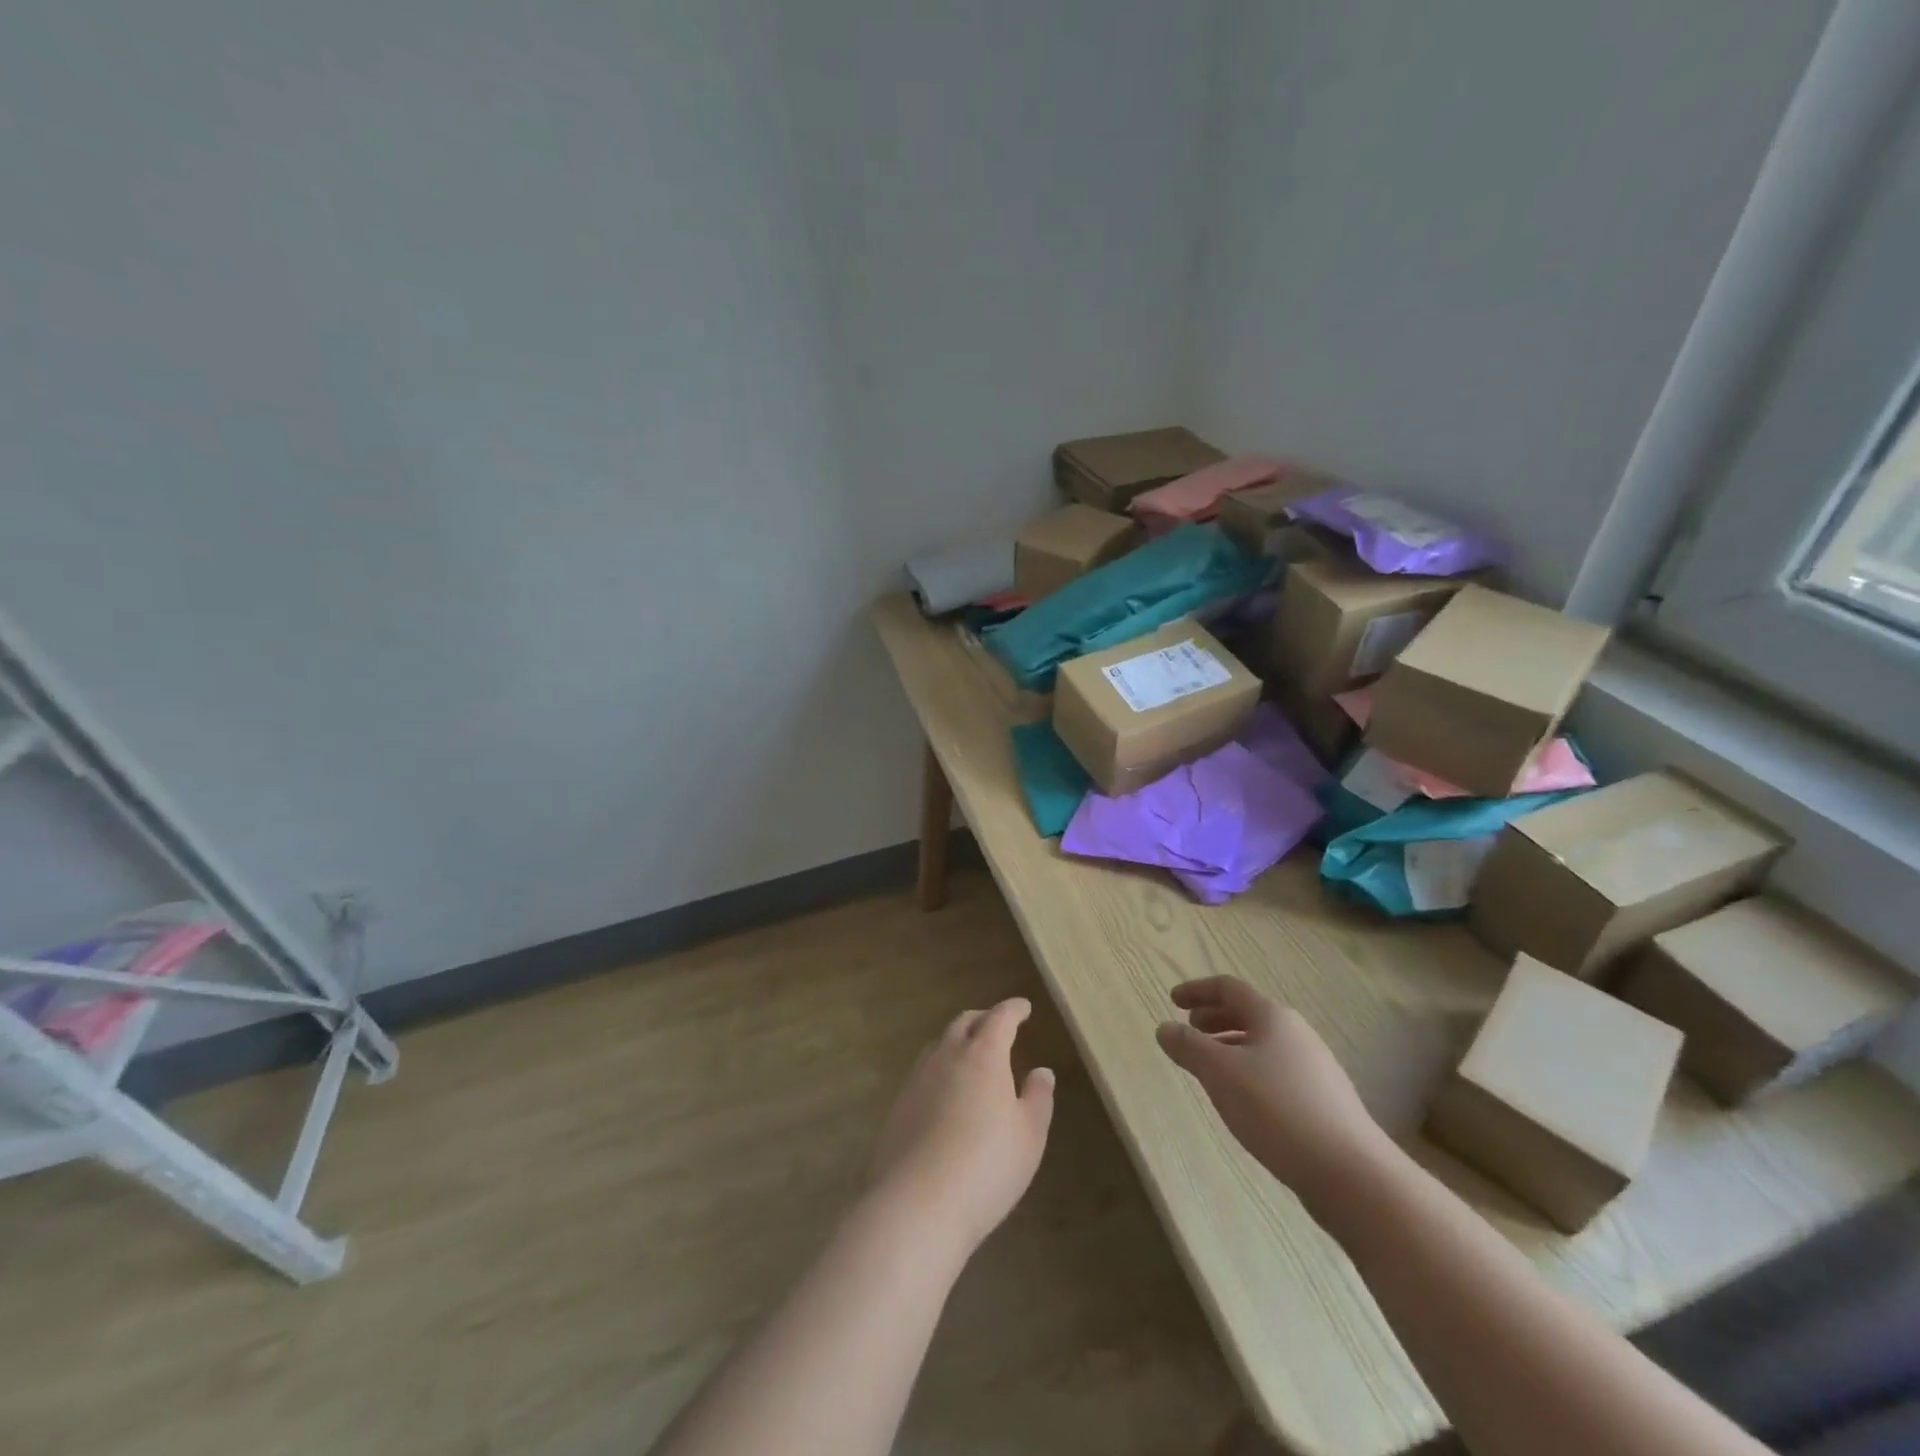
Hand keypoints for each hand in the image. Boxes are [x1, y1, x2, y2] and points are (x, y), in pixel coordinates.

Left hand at [866, 998, 1054, 1257]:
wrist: (916, 1204)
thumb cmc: (986, 1167)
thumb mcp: (1029, 1136)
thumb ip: (1037, 1099)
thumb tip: (1041, 1071)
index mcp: (983, 1055)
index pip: (999, 1018)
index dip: (1013, 1010)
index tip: (1024, 1007)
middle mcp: (947, 1056)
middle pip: (964, 1023)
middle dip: (983, 1019)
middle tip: (997, 1025)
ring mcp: (918, 1078)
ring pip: (939, 1044)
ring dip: (958, 1040)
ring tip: (971, 1053)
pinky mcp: (898, 1104)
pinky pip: (923, 1070)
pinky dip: (940, 1067)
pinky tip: (945, 1090)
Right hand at [1156, 977, 1389, 1215]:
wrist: (1352, 1175)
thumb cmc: (1278, 1111)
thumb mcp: (1221, 1074)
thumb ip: (1188, 1047)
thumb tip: (1164, 1028)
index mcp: (1272, 1017)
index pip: (1228, 988)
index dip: (1197, 990)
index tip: (1172, 1000)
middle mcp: (1296, 1034)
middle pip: (1248, 1013)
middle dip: (1214, 1018)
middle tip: (1189, 1031)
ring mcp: (1314, 1068)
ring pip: (1262, 1044)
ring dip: (1230, 1046)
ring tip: (1209, 1068)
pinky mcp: (1322, 1102)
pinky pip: (1275, 1071)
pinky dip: (1248, 1071)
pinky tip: (1242, 1101)